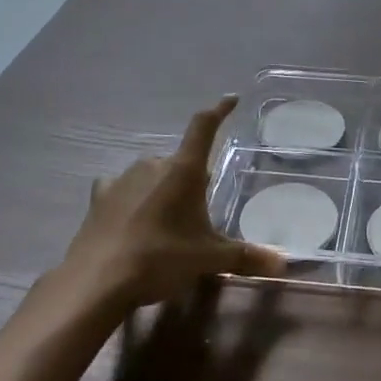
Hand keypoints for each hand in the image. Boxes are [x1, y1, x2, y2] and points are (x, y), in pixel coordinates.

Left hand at [60, 97, 287, 311]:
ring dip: (162, 188)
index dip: (219, 111)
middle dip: (191, 178)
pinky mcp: (99, 197)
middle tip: (199, 208)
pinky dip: (130, 197)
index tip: (231, 99)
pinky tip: (131, 215)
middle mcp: (153, 164)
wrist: (97, 281)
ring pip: (152, 174)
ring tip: (167, 220)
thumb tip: (283, 263)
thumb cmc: (161, 258)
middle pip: (180, 161)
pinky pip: (121, 188)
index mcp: (183, 170)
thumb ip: (245, 257)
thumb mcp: (208, 259)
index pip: (203, 127)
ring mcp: (123, 178)